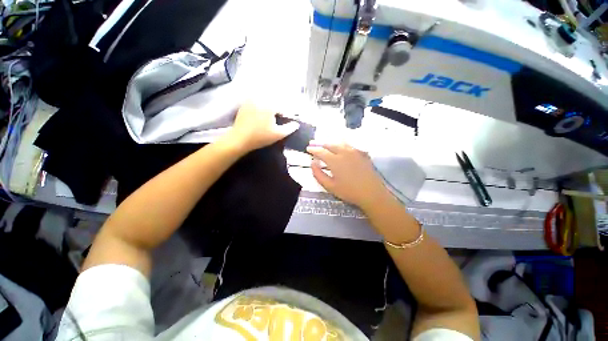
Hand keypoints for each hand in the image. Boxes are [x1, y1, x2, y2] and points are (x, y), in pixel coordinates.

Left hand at [224, 103, 299, 152]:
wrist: (239, 139)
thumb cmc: (260, 137)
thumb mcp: (278, 134)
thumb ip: (289, 128)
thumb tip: (296, 124)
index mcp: (270, 105)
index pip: (282, 107)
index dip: (286, 114)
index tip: (287, 120)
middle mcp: (260, 99)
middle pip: (273, 101)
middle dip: (278, 108)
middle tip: (278, 118)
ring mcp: (251, 101)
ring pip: (264, 100)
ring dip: (269, 105)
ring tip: (270, 117)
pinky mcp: (244, 104)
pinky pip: (255, 101)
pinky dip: (260, 106)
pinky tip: (260, 115)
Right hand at [307, 142, 388, 208]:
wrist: (372, 193)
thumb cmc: (349, 192)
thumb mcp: (330, 186)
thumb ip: (318, 174)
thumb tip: (312, 163)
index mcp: (335, 160)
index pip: (321, 151)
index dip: (313, 149)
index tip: (308, 149)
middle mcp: (344, 152)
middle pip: (330, 144)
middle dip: (320, 143)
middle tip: (313, 143)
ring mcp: (354, 151)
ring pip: (339, 143)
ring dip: (330, 142)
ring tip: (325, 144)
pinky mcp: (362, 154)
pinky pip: (349, 145)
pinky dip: (341, 144)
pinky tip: (340, 146)